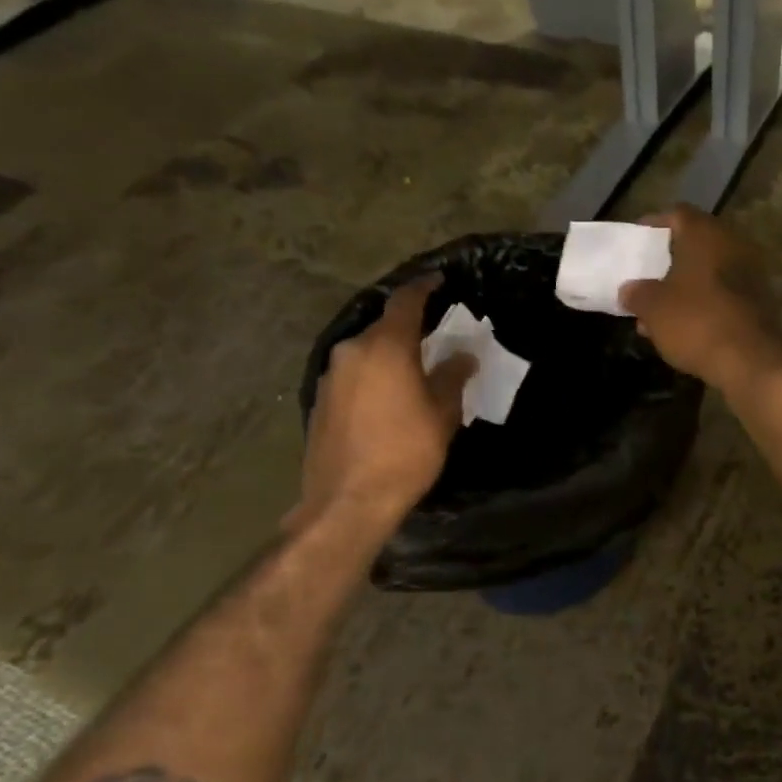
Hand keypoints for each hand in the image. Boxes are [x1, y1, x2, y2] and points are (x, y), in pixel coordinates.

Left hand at [290, 276, 474, 536]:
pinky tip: (387, 398)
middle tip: (433, 337)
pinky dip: (372, 376)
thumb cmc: (405, 452)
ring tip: (412, 370)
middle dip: (408, 328)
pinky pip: (352, 375)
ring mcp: (330, 376)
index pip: (406, 301)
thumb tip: (462, 356)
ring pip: (365, 352)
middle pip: (383, 327)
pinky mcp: (319, 401)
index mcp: (385, 347)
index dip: (424, 287)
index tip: (439, 280)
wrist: (347, 501)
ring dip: (388, 354)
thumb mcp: (442, 414)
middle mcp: (351, 351)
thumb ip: (452, 377)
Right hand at [619, 207, 781, 392]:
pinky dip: (703, 303)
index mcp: (706, 234)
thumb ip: (637, 293)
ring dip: (684, 287)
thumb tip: (629, 290)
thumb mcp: (653, 308)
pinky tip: (683, 327)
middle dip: (668, 261)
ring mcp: (750, 273)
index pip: (677, 214)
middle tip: (646, 277)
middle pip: (695, 244)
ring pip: (708, 272)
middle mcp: (732, 244)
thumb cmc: (695, 321)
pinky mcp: (759, 302)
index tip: (637, 242)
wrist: (749, 361)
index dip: (654, 225)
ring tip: (657, 311)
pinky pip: (722, 294)